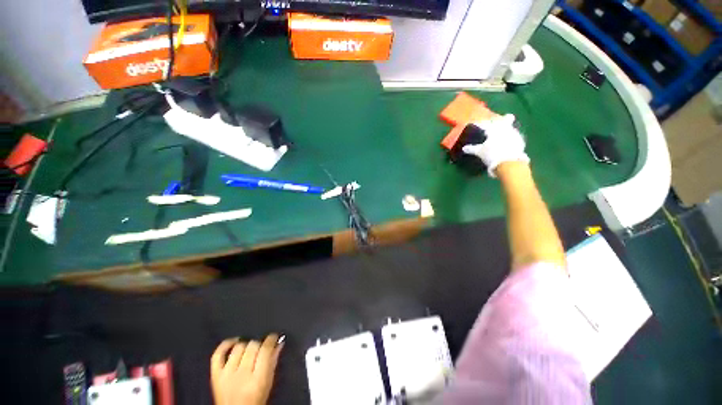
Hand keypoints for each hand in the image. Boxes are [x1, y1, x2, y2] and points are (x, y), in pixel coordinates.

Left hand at [211, 334, 283, 404]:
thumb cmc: (255, 400)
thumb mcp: (268, 383)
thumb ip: (273, 362)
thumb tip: (279, 343)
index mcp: (258, 379)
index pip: (265, 350)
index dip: (271, 339)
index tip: (274, 337)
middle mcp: (242, 376)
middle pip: (252, 346)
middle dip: (259, 345)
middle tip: (261, 349)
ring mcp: (226, 375)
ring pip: (238, 348)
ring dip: (246, 346)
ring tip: (249, 350)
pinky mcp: (215, 376)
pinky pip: (217, 355)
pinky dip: (226, 345)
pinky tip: (234, 342)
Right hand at [461, 114, 528, 176]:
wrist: (509, 162)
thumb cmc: (492, 154)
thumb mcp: (480, 152)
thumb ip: (472, 149)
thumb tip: (464, 148)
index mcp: (494, 129)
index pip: (486, 124)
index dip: (481, 124)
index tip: (477, 124)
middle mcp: (505, 128)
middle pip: (505, 119)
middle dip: (502, 119)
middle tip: (501, 119)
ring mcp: (514, 134)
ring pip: (510, 127)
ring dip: (507, 127)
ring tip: (504, 131)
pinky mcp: (520, 141)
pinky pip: (515, 135)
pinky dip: (511, 136)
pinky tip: (509, 140)